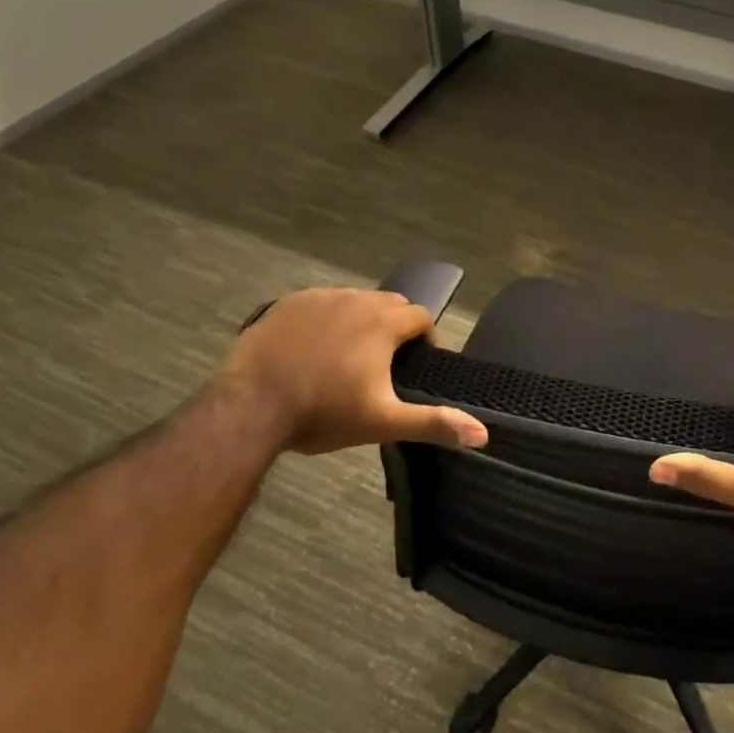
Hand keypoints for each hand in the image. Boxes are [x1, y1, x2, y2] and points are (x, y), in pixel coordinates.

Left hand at [221, 288, 487, 456]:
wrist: (250, 408)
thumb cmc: (323, 413)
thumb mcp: (383, 422)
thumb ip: (434, 423)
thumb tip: (483, 434)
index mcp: (384, 323)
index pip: (420, 316)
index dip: (424, 338)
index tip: (414, 364)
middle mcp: (356, 299)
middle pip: (389, 303)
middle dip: (393, 326)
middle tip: (381, 363)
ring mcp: (319, 298)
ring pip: (354, 301)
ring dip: (359, 321)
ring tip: (346, 356)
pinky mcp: (287, 304)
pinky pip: (319, 304)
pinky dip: (325, 319)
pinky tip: (311, 348)